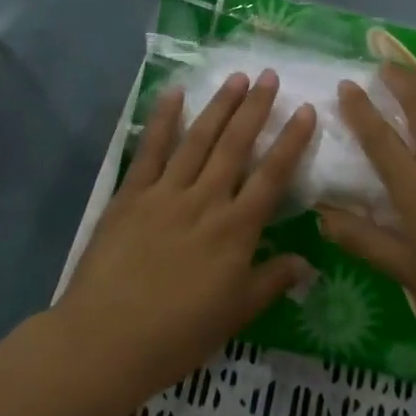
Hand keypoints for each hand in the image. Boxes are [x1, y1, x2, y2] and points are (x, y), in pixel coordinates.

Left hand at [58, 70, 317, 398]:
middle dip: (256, 108)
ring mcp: (166, 193)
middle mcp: (205, 201)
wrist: (105, 341)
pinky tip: (174, 93)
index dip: (291, 141)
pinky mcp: (131, 195)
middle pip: (235, 146)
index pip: (272, 176)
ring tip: (237, 77)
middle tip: (270, 75)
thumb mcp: (236, 314)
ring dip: (219, 106)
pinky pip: (151, 150)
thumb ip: (273, 281)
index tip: (305, 109)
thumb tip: (309, 263)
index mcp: (235, 231)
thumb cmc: (178, 334)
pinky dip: (163, 120)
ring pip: (198, 140)